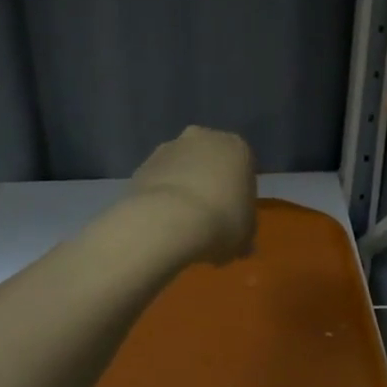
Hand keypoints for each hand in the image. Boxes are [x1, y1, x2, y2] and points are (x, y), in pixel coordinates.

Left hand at [126, 126, 257, 265]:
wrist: (166, 220)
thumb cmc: (220, 222)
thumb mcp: (245, 237)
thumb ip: (245, 236)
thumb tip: (243, 247)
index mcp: (236, 148)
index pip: (244, 168)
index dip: (239, 195)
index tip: (234, 218)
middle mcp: (204, 138)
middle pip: (210, 162)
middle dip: (209, 184)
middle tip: (209, 219)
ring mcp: (169, 148)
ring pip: (182, 168)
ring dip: (183, 188)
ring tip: (181, 225)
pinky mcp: (142, 164)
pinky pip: (159, 181)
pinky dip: (161, 197)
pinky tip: (161, 222)